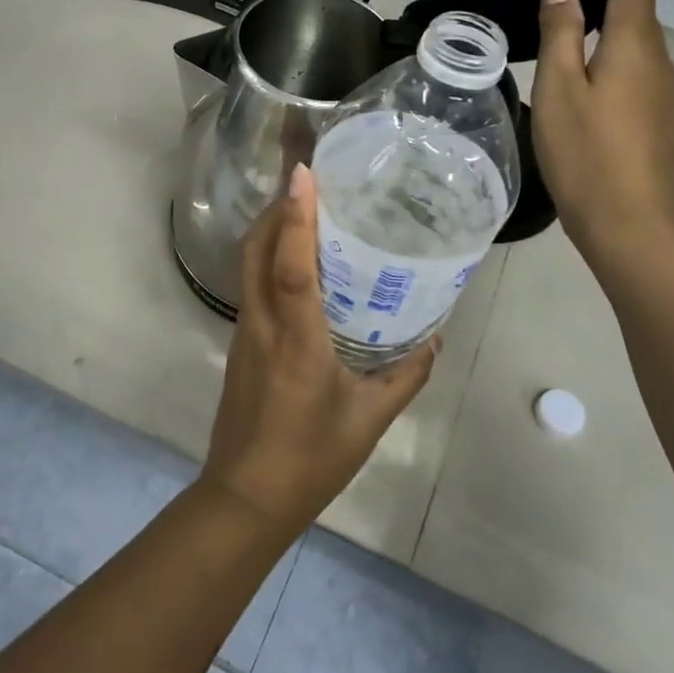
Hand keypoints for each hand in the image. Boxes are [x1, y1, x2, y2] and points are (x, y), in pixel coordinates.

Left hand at [201, 163, 438, 540]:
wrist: (246, 497)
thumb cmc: (311, 459)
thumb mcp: (369, 419)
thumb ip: (406, 376)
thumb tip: (434, 341)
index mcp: (296, 340)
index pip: (290, 266)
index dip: (295, 217)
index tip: (302, 174)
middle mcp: (262, 326)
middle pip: (255, 251)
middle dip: (275, 210)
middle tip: (308, 185)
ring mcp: (244, 333)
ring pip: (248, 266)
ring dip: (270, 233)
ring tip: (305, 214)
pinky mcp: (239, 345)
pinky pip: (252, 287)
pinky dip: (268, 261)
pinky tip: (298, 268)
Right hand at [532, 0, 673, 266]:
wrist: (628, 221)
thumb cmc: (585, 152)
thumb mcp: (560, 88)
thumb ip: (561, 33)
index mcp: (633, 48)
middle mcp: (658, 64)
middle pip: (643, 14)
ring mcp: (664, 95)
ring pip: (643, 44)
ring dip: (622, 20)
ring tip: (591, 13)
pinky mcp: (659, 121)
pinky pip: (641, 69)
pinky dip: (621, 52)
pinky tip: (599, 68)